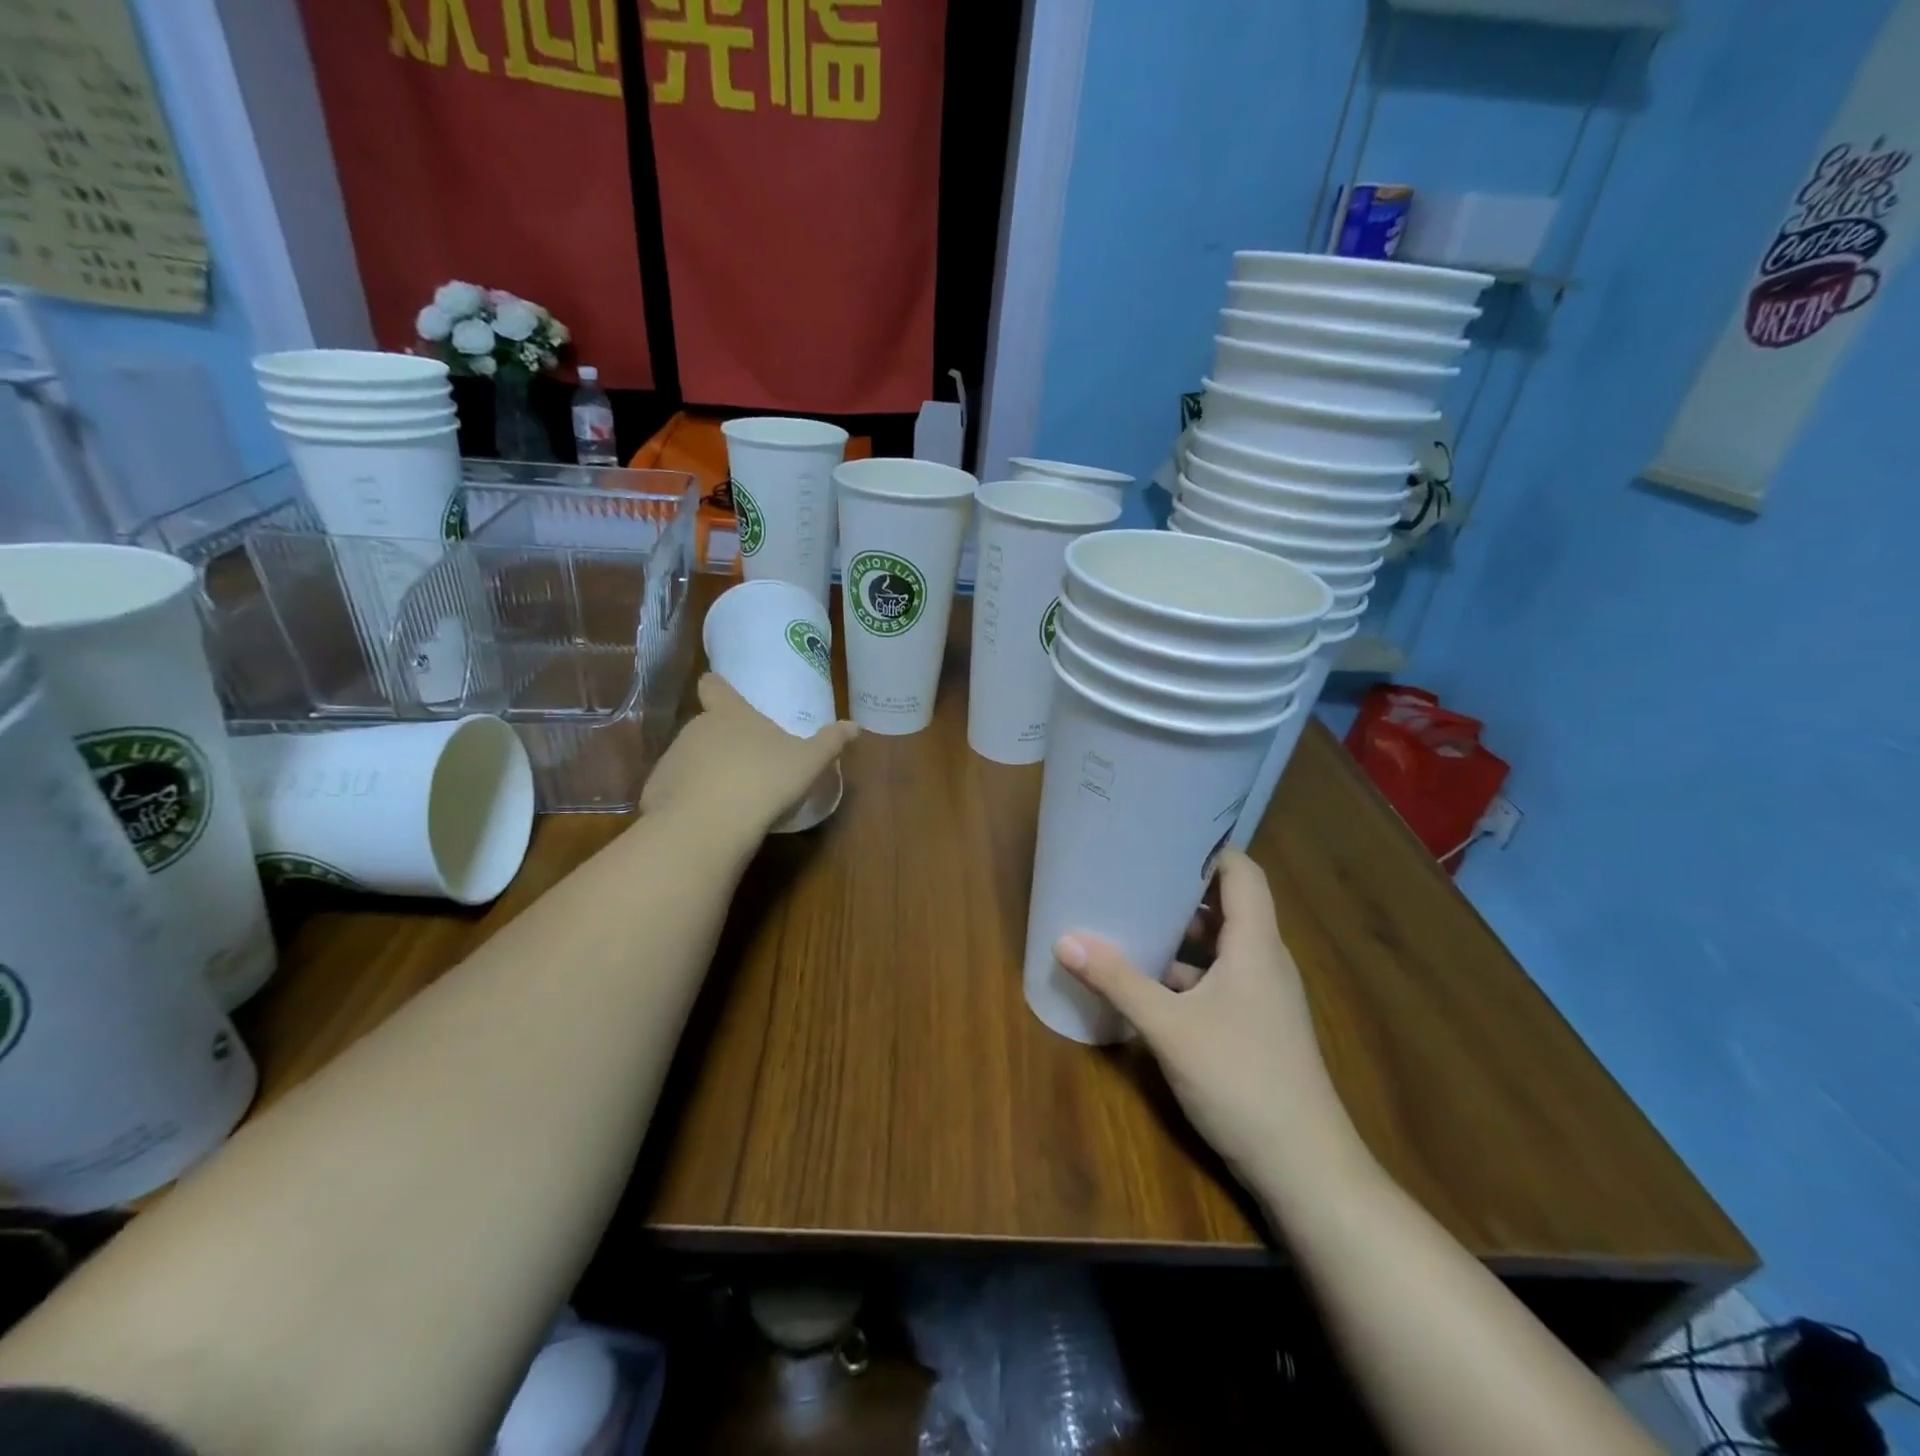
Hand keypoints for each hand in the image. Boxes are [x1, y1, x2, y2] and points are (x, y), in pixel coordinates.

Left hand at [641, 674, 856, 839]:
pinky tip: (709, 820)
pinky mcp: (656, 791)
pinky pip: (676, 790)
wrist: (709, 823)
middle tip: (748, 764)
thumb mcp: (809, 762)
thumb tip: (855, 726)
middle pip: (706, 726)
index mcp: (731, 715)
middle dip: (722, 741)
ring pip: (690, 758)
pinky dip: (690, 801)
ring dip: (706, 771)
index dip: (718, 687)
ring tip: (731, 797)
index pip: (715, 686)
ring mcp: (672, 759)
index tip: (720, 690)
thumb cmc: (765, 780)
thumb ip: (830, 742)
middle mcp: (696, 729)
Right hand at [1054, 850, 1369, 1194]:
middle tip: (1132, 874)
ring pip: (1219, 948)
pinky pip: (1217, 981)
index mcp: (1256, 945)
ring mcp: (1262, 998)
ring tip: (1129, 920)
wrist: (1305, 1168)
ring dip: (1179, 936)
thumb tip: (1065, 941)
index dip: (1208, 849)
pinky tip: (1144, 982)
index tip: (1162, 836)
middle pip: (1227, 907)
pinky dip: (1184, 974)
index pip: (1242, 873)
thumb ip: (1118, 982)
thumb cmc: (1241, 1079)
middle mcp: (1264, 962)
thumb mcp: (1169, 1027)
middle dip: (1180, 891)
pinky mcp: (1254, 1028)